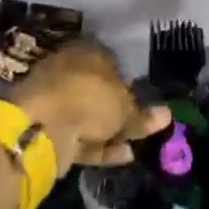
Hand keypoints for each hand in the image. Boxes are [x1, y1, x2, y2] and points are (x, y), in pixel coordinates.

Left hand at [13, 43, 168, 175]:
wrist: (42, 126)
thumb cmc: (90, 99)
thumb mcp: (125, 109)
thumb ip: (143, 115)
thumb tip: (166, 115)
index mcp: (85, 53)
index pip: (110, 62)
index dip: (127, 82)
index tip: (141, 101)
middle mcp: (67, 72)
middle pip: (97, 91)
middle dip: (116, 110)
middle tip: (138, 127)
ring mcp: (54, 101)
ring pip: (87, 117)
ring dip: (109, 132)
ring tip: (134, 146)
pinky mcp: (47, 128)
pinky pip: (78, 136)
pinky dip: (98, 146)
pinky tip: (121, 156)